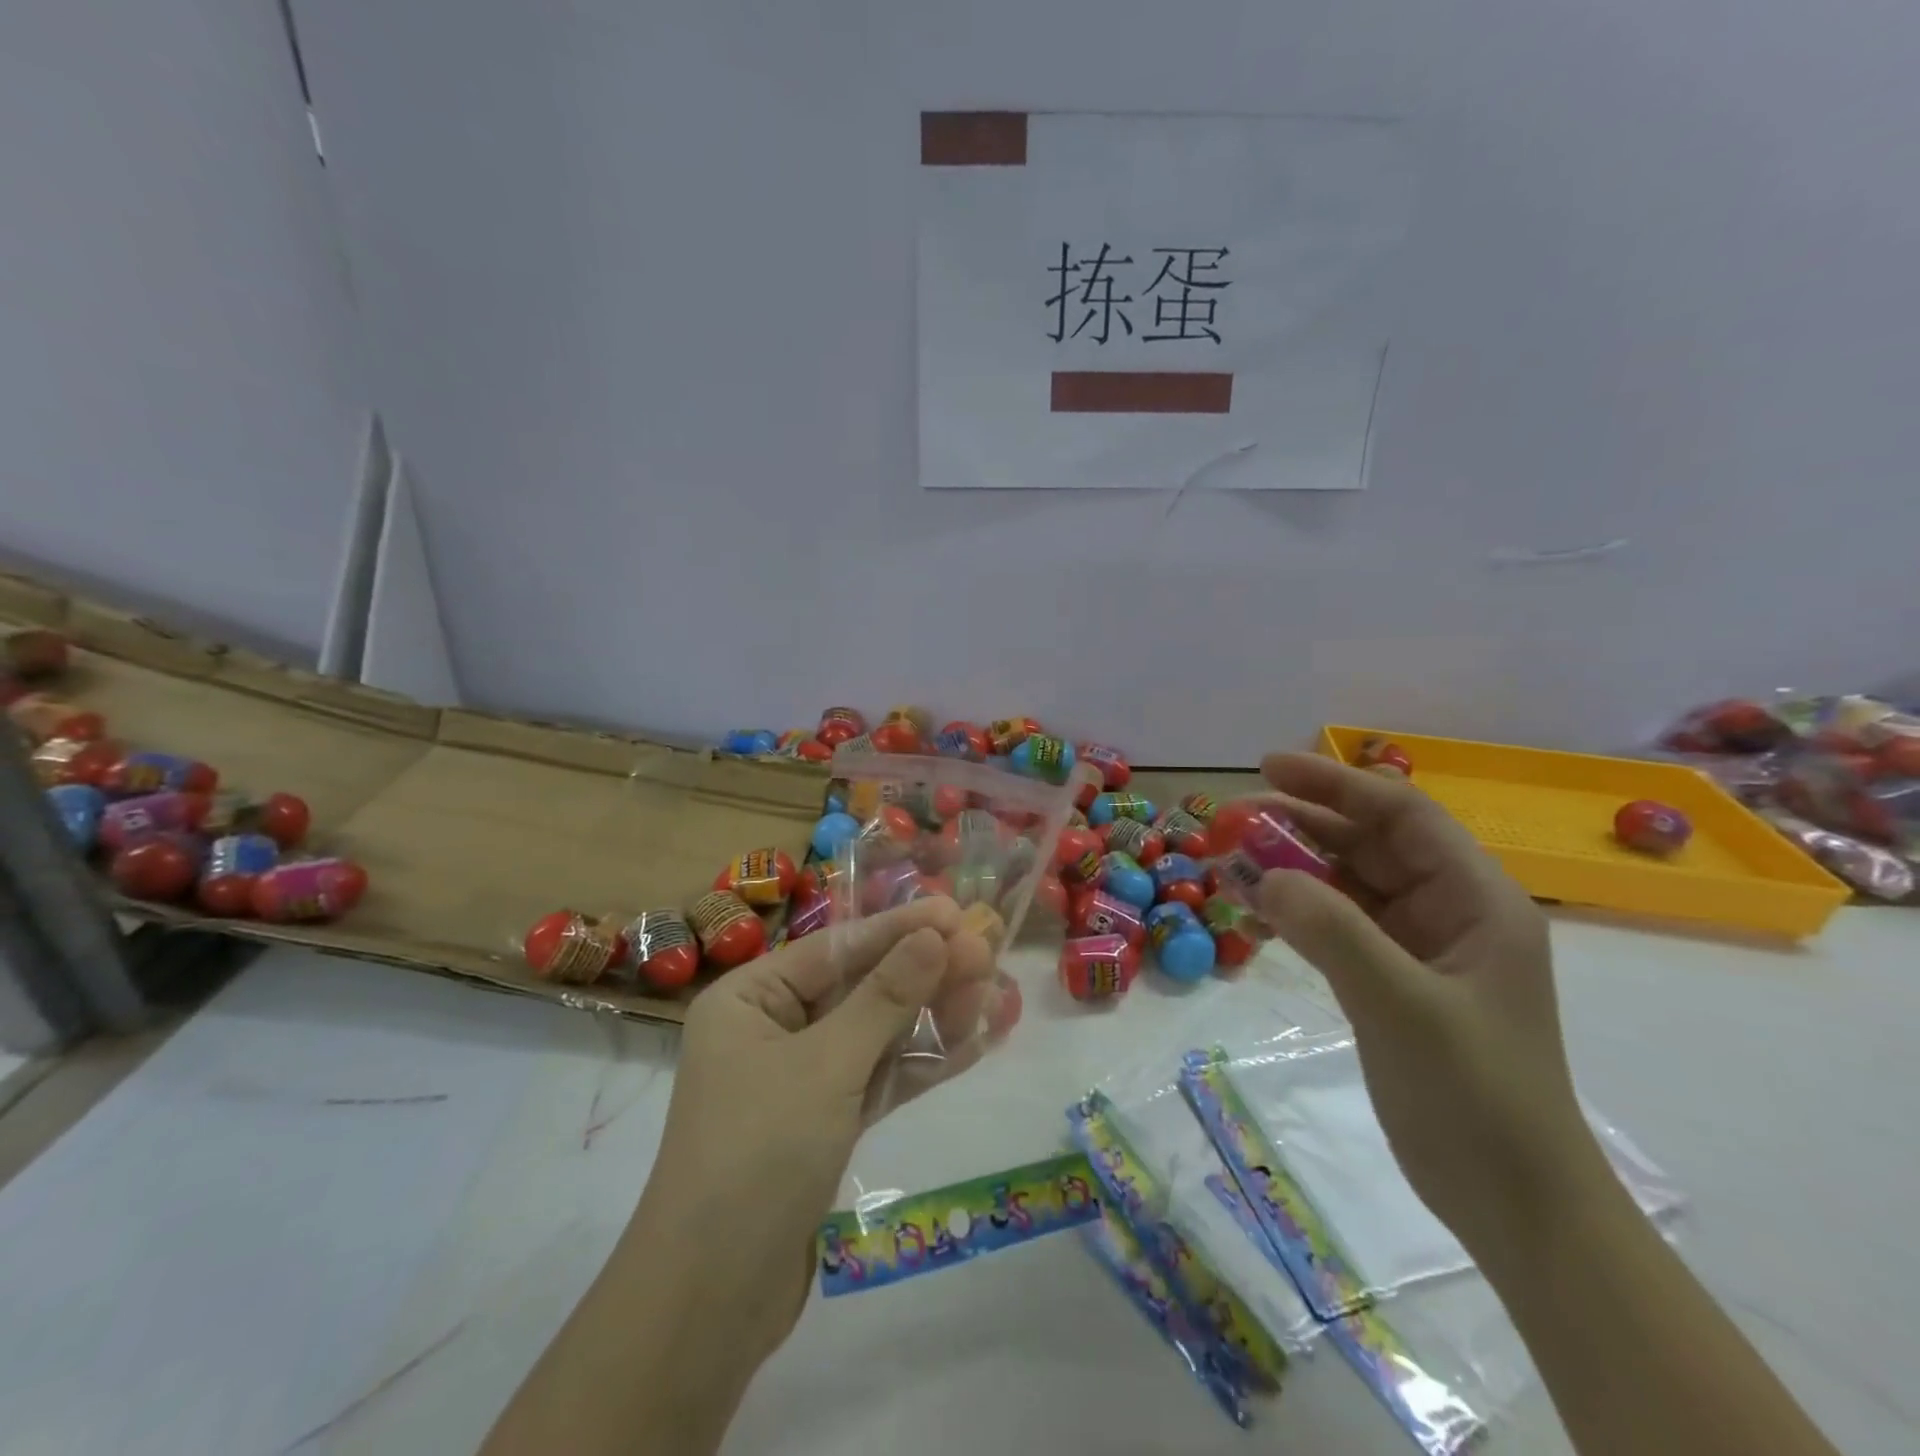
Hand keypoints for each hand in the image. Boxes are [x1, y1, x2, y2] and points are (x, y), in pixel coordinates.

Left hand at [634, 896, 1010, 1363]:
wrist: (712, 1301)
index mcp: (750, 998)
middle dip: (924, 974)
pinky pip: (879, 1079)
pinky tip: (973, 1044)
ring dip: (932, 1017)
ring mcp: (801, 1079)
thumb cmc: (758, 1153)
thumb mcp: (826, 1065)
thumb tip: (937, 936)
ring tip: (993, 994)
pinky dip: (921, 1064)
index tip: (956, 914)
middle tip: (986, 954)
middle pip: (861, 988)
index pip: (836, 948)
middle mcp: (772, 1029)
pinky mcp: (824, 1123)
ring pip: (877, 1034)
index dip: (899, 929)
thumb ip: (885, 998)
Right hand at [1251, 753, 1608, 1254]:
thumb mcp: (1404, 1007)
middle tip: (1230, 821)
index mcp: (1476, 899)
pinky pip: (1335, 926)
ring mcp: (1419, 948)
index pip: (1401, 814)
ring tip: (1229, 863)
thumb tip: (1264, 875)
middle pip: (1368, 843)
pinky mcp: (1391, 981)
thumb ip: (1334, 933)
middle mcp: (1449, 911)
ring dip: (1291, 868)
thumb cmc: (1477, 1098)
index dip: (1335, 784)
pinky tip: (1253, 912)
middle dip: (1300, 825)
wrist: (1515, 1206)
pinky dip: (1295, 913)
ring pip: (1346, 884)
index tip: (1268, 767)